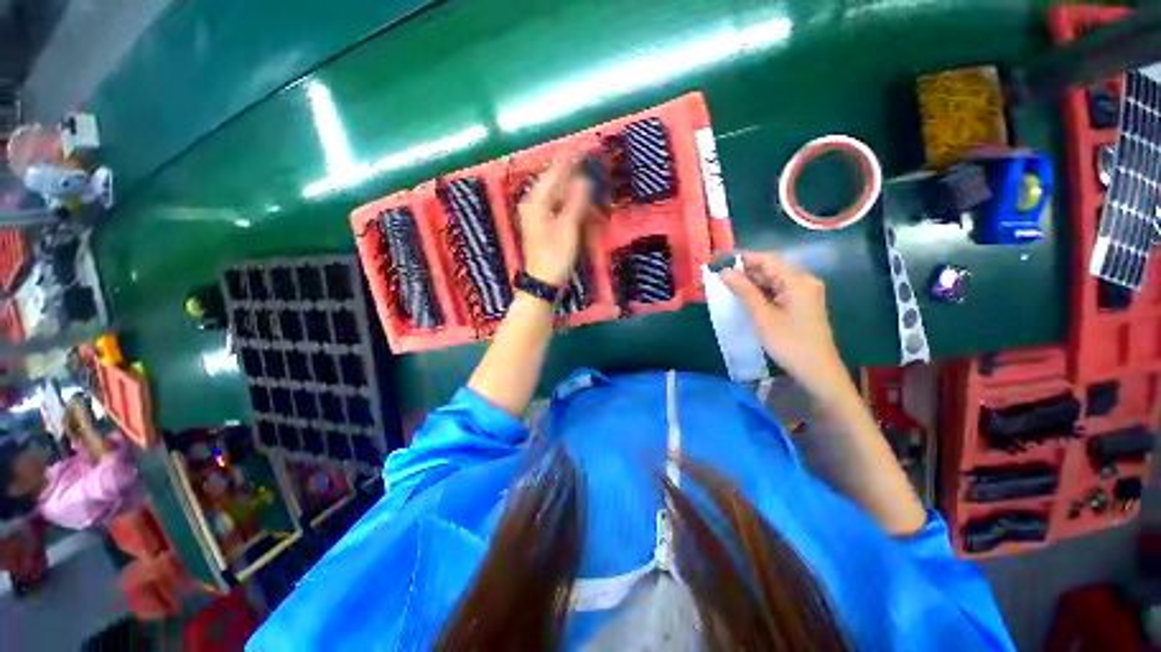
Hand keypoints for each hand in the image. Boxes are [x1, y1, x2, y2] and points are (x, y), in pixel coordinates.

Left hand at [517, 158, 594, 286]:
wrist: (542, 284)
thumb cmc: (555, 258)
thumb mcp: (567, 230)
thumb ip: (575, 202)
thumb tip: (584, 179)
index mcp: (536, 202)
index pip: (555, 173)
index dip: (572, 160)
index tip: (587, 148)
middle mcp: (533, 203)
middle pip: (554, 180)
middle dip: (572, 170)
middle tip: (591, 160)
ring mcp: (536, 214)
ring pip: (555, 192)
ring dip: (571, 185)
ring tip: (587, 176)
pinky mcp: (541, 223)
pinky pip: (556, 204)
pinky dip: (568, 200)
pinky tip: (578, 199)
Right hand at [720, 252, 853, 405]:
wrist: (817, 371)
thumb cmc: (789, 343)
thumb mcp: (762, 316)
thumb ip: (743, 290)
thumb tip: (724, 271)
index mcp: (798, 280)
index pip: (766, 259)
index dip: (741, 258)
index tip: (719, 260)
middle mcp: (803, 281)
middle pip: (770, 267)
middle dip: (744, 269)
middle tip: (718, 273)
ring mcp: (804, 293)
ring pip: (773, 279)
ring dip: (750, 281)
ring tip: (725, 284)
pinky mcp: (801, 304)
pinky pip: (777, 290)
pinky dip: (760, 291)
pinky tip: (743, 296)